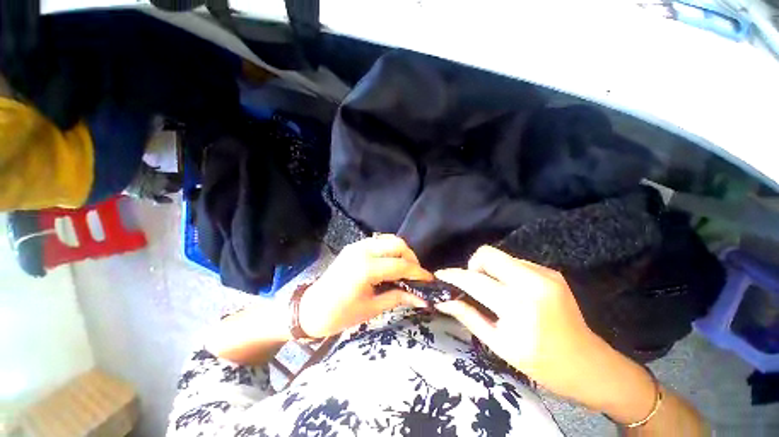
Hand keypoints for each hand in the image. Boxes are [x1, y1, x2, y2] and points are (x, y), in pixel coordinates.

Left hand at [299, 235, 431, 337]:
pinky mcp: (354, 246)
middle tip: (415, 275)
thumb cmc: (339, 315)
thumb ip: (398, 298)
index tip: (430, 281)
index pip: (400, 265)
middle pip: (397, 244)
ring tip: (405, 270)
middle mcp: (362, 251)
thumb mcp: (371, 309)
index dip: (418, 273)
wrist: (310, 309)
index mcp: (365, 268)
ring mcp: (357, 245)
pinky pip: (379, 242)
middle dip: (411, 258)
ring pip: (389, 240)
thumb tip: (422, 298)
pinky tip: (391, 264)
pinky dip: (390, 250)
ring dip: (401, 252)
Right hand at [435, 246, 616, 398]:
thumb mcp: (499, 345)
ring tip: (493, 291)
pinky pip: (515, 262)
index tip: (440, 276)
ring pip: (500, 256)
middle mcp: (532, 282)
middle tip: (474, 286)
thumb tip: (442, 301)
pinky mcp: (551, 272)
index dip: (452, 275)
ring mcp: (545, 274)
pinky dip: (505, 273)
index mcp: (518, 306)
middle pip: (487, 254)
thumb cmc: (541, 363)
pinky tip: (512, 291)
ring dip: (489, 270)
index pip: (474, 280)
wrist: (590, 365)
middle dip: (473, 266)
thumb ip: (468, 316)